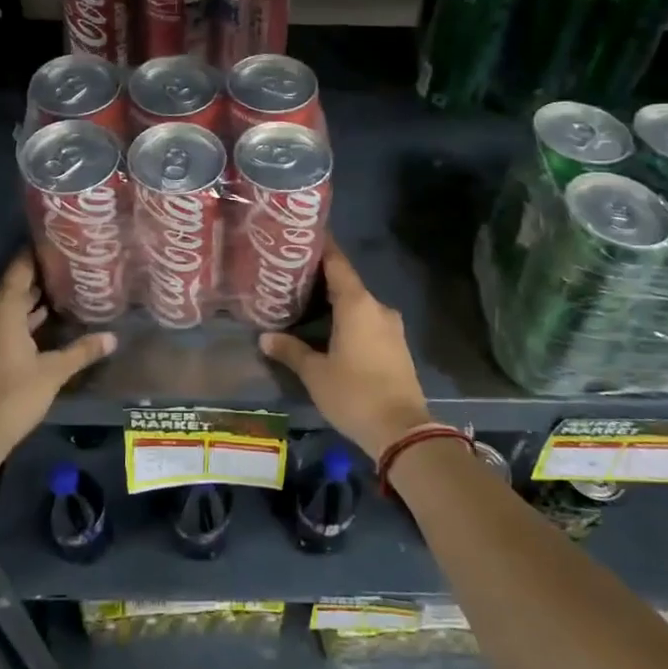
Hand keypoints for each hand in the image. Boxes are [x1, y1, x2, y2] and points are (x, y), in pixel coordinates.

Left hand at [0, 252, 115, 460]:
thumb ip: (81, 351)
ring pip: (4, 311)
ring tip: (58, 297)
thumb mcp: (53, 372)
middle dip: (37, 281)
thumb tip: (113, 337)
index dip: (35, 256)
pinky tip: (38, 330)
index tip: (56, 246)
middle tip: (66, 273)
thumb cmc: (12, 396)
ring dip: (27, 305)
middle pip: (12, 290)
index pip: (19, 270)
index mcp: (3, 310)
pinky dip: (17, 323)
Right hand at [260, 243, 429, 459]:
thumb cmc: (354, 393)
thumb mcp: (315, 373)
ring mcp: (391, 327)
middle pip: (346, 283)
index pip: (337, 263)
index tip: (303, 237)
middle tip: (292, 277)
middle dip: (321, 279)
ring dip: (336, 303)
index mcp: (357, 304)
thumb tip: (265, 337)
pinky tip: (331, 330)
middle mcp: (377, 307)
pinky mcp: (396, 346)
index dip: (321, 248)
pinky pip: (368, 322)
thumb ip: (290, 350)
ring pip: (358, 305)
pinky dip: (349, 320)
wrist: (402, 431)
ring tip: (306, 303)